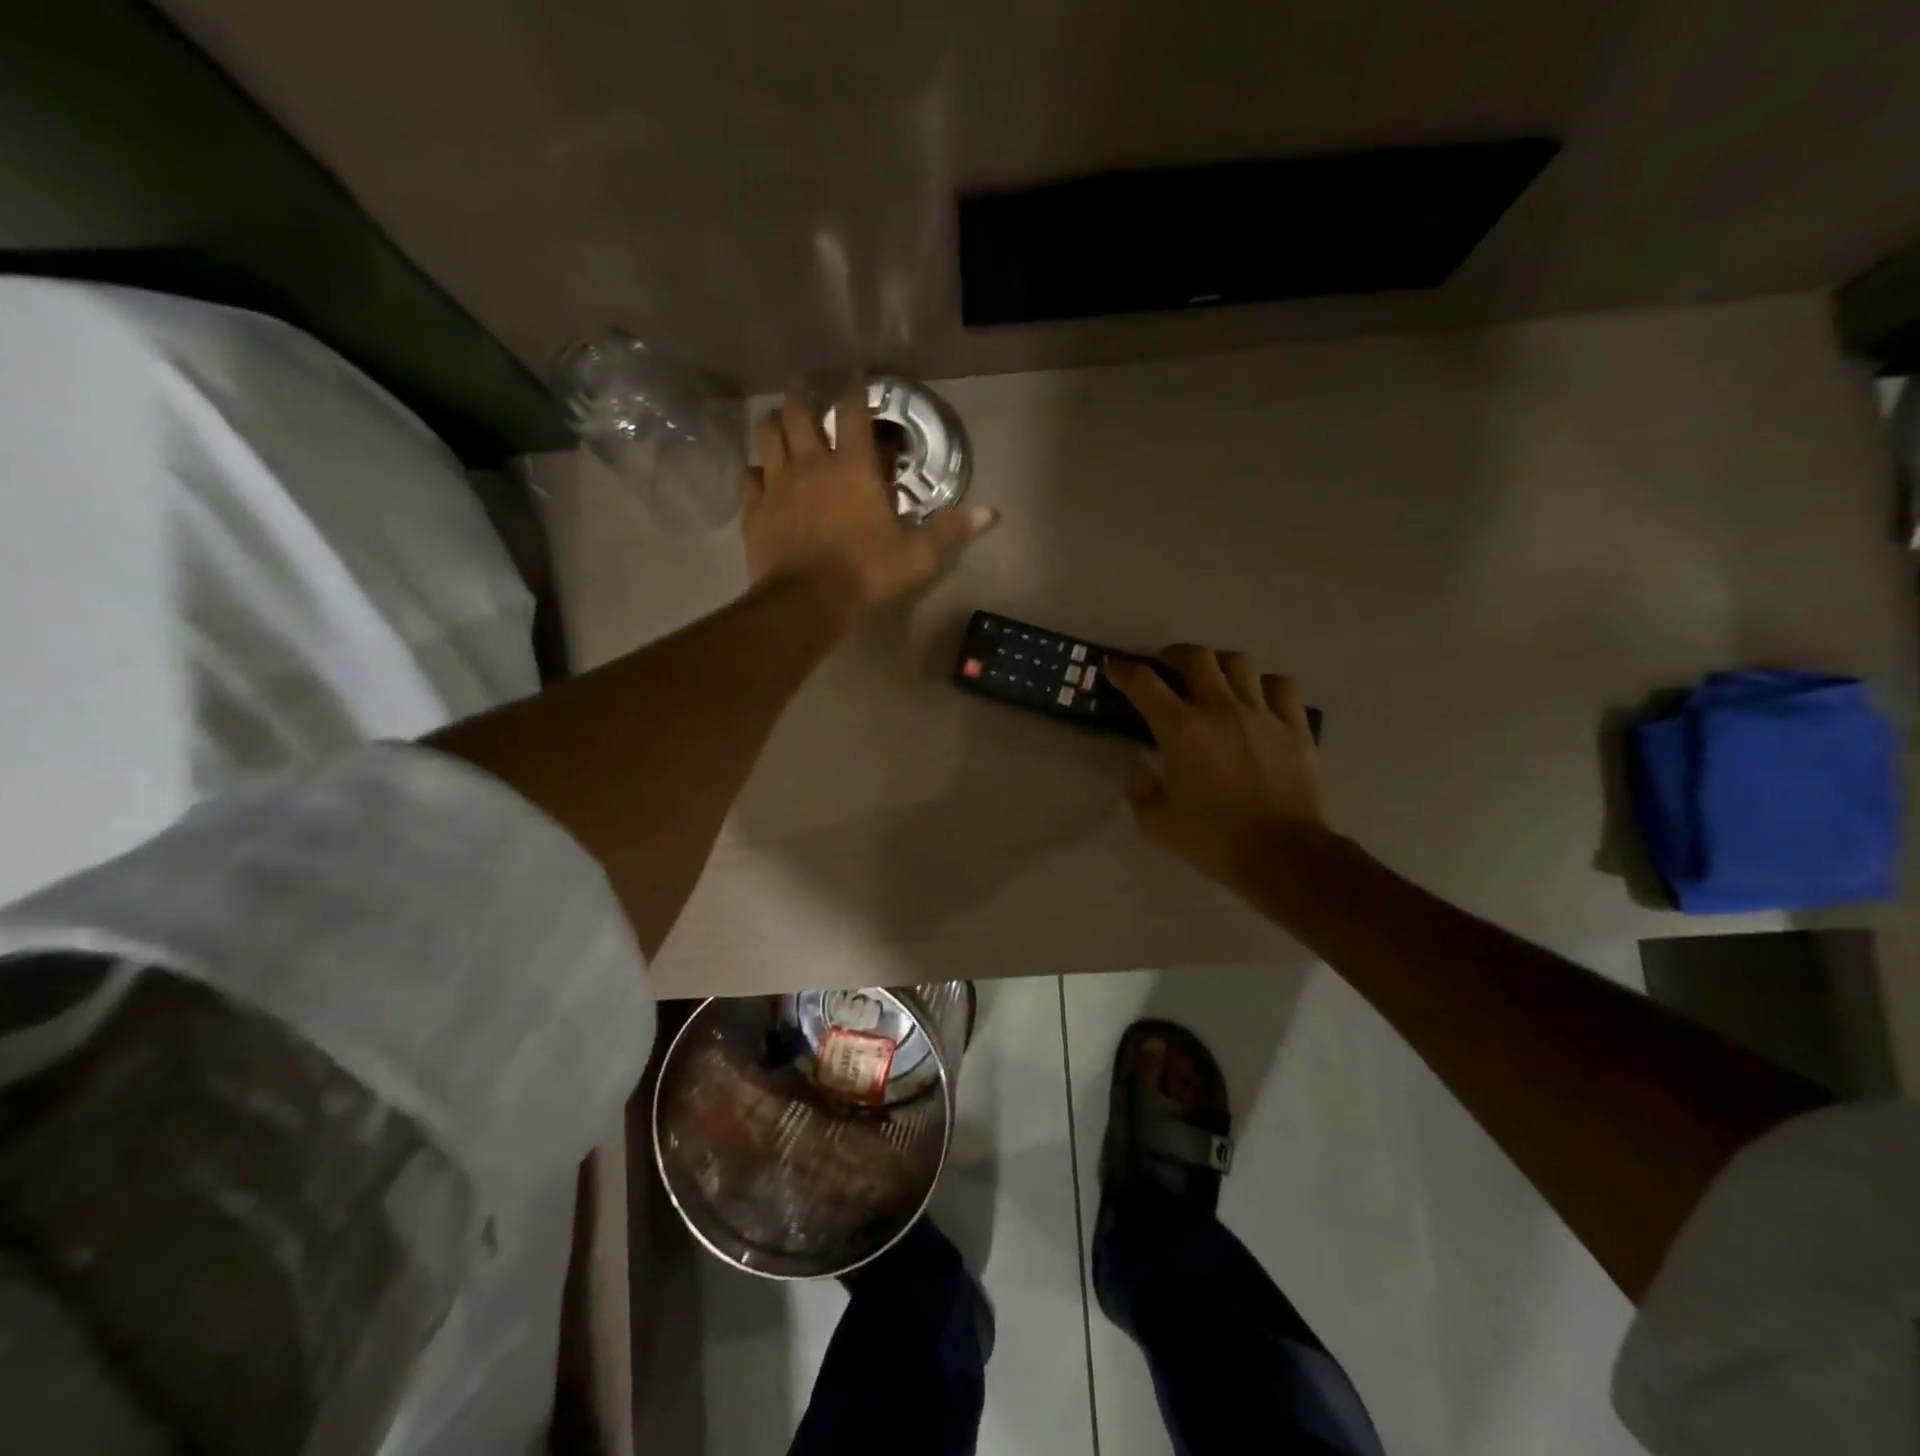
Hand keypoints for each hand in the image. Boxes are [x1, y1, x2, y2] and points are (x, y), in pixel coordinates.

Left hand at [742, 385, 997, 619]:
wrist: (806, 602)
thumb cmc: (865, 573)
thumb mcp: (917, 556)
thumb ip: (950, 531)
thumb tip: (991, 514)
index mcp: (852, 468)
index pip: (853, 413)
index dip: (855, 388)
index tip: (855, 375)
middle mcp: (811, 464)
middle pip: (798, 413)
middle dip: (801, 395)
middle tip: (803, 389)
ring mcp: (777, 484)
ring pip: (767, 436)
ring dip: (773, 423)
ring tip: (778, 420)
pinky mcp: (755, 510)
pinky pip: (749, 477)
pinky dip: (755, 471)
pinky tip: (760, 475)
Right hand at [1105, 645, 1331, 889]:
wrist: (1281, 854)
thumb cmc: (1212, 839)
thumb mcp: (1155, 822)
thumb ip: (1139, 787)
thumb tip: (1138, 765)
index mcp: (1180, 729)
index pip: (1144, 683)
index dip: (1124, 670)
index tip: (1114, 668)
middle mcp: (1219, 709)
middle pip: (1195, 658)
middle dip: (1173, 654)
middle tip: (1165, 665)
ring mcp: (1262, 714)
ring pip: (1238, 663)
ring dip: (1218, 662)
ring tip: (1212, 674)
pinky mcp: (1295, 727)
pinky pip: (1280, 686)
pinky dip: (1263, 683)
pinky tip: (1257, 695)